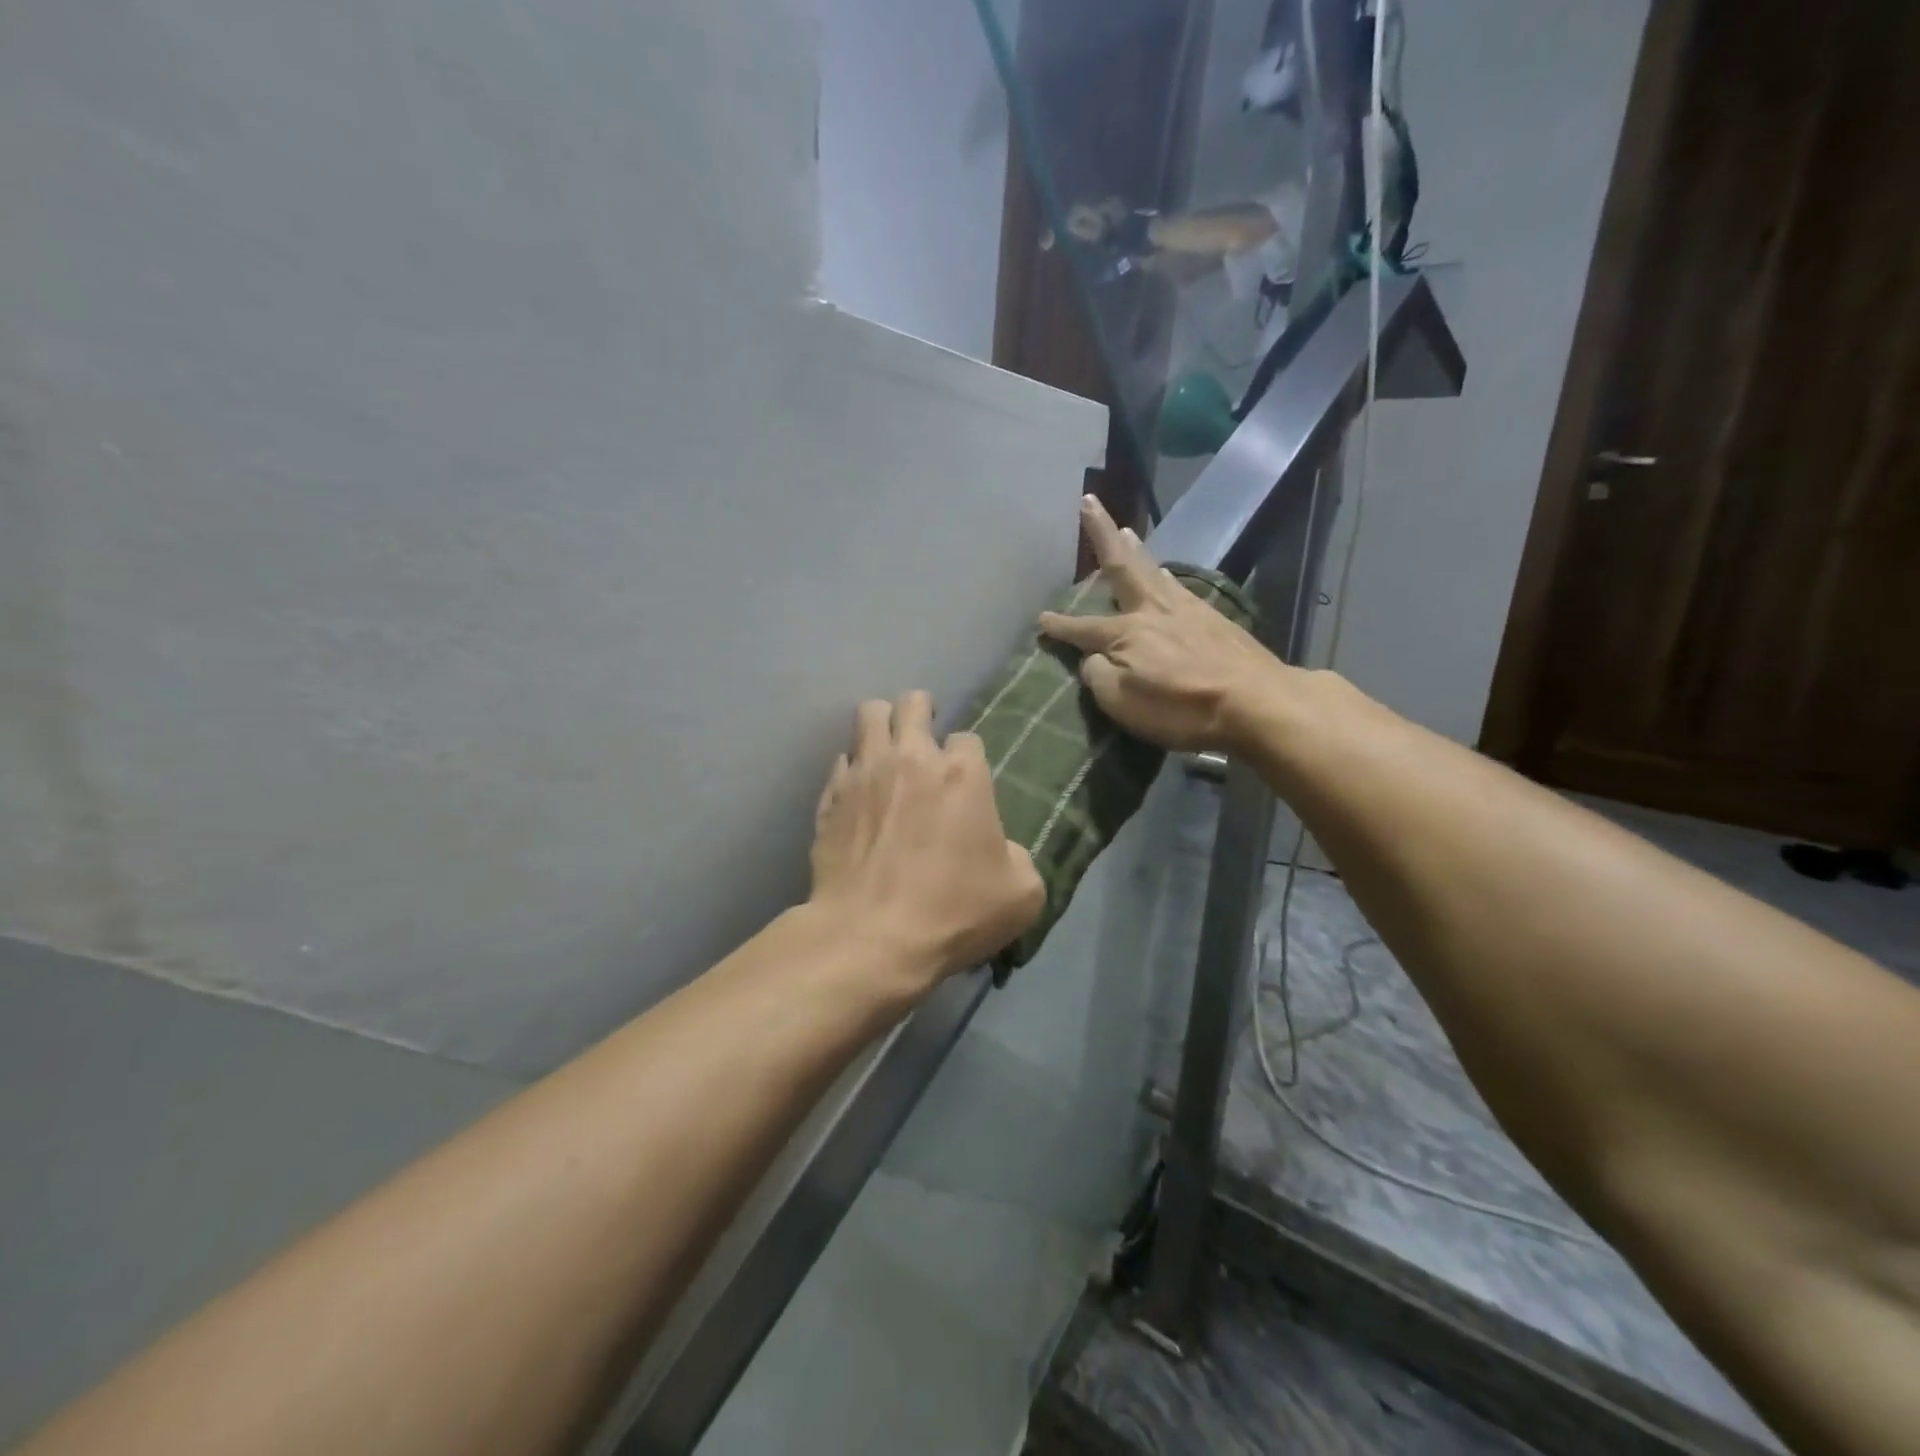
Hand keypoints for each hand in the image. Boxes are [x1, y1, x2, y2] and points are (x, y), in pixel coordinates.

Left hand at [809, 691, 1044, 982]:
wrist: (870, 937)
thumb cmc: (953, 913)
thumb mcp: (1022, 895)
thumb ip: (1019, 858)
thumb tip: (1001, 850)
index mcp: (962, 775)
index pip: (967, 738)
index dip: (968, 758)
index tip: (966, 783)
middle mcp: (911, 759)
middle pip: (912, 703)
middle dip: (921, 712)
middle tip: (924, 737)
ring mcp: (864, 774)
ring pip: (869, 715)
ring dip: (882, 725)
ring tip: (887, 749)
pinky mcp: (830, 797)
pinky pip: (841, 762)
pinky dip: (852, 770)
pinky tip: (858, 793)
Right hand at [1040, 496, 1290, 753]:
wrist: (1255, 701)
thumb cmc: (1180, 707)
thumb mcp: (1121, 702)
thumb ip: (1098, 675)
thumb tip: (1092, 658)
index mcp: (1125, 633)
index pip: (1082, 628)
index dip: (1060, 626)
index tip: (1041, 619)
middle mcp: (1152, 610)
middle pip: (1121, 566)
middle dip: (1101, 534)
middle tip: (1089, 502)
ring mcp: (1187, 610)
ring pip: (1153, 571)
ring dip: (1136, 550)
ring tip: (1125, 532)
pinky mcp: (1215, 619)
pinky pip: (1180, 587)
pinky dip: (1167, 576)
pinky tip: (1168, 575)